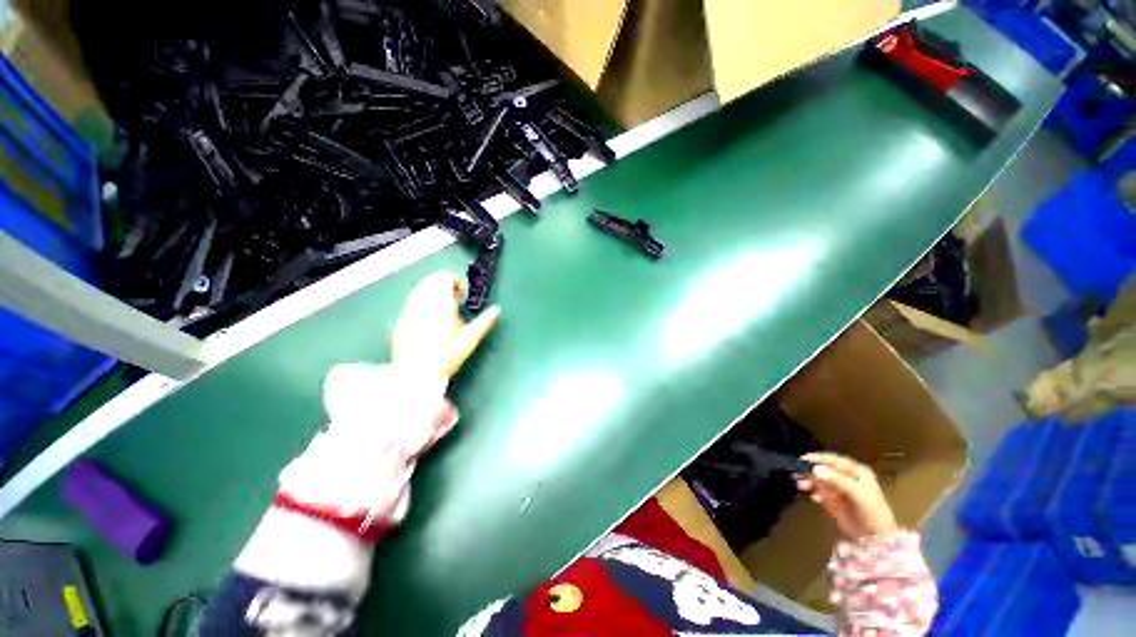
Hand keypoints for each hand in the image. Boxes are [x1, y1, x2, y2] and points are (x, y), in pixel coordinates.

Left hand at [391, 272, 500, 382]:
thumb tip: (497, 309)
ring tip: (441, 307)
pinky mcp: (399, 322)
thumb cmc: (448, 356)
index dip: (455, 281)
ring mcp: (408, 312)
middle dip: (442, 284)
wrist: (417, 374)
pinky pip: (410, 304)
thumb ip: (484, 322)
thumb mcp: (470, 340)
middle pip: (430, 281)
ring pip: (418, 291)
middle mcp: (422, 304)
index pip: (444, 280)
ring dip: (431, 292)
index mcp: (441, 305)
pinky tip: (428, 319)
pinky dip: (420, 303)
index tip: (463, 293)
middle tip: (454, 297)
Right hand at [796, 452, 897, 538]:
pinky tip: (812, 497)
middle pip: (825, 469)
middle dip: (811, 471)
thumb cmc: (871, 511)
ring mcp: (840, 489)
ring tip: (801, 486)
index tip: (803, 460)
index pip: (834, 460)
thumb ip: (836, 480)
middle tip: (797, 473)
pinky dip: (814, 492)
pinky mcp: (834, 500)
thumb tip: (815, 469)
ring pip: (820, 480)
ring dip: (810, 482)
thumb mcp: (856, 493)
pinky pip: (820, 492)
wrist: (875, 538)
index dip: (819, 459)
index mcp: (856, 472)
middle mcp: (847, 477)